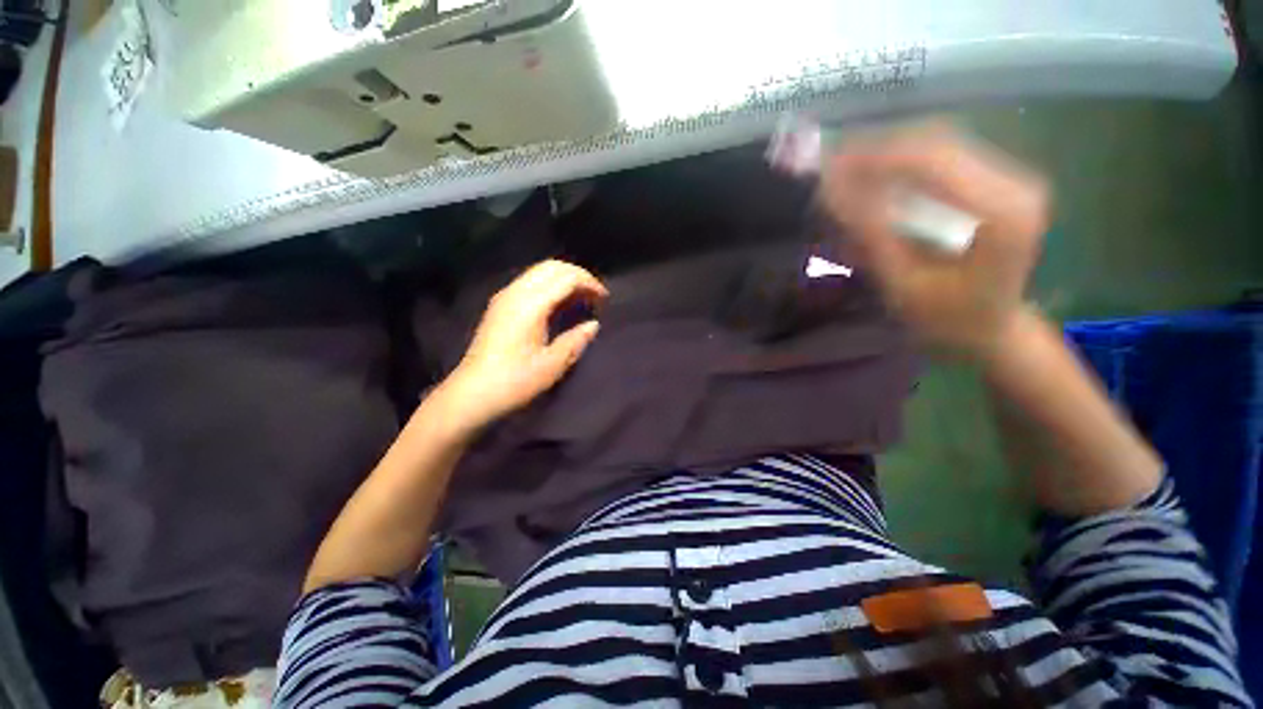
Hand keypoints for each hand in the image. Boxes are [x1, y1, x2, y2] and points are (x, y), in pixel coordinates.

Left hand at [435, 260, 607, 434]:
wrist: (473, 393)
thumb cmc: (515, 381)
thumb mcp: (552, 364)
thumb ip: (575, 340)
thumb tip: (593, 325)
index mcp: (531, 305)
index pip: (566, 278)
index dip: (589, 283)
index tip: (605, 299)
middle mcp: (516, 292)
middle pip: (552, 267)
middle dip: (578, 275)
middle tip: (595, 294)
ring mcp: (505, 297)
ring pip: (539, 271)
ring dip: (563, 278)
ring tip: (580, 298)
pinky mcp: (499, 305)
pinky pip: (530, 281)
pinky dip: (550, 284)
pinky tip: (558, 304)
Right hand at [820, 125, 1048, 356]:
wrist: (991, 330)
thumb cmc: (946, 320)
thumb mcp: (902, 284)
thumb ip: (871, 235)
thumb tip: (832, 193)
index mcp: (1001, 213)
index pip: (933, 160)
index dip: (877, 156)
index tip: (830, 165)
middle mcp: (1015, 185)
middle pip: (938, 144)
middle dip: (879, 152)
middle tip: (832, 169)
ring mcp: (1011, 180)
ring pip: (940, 146)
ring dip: (890, 157)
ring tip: (847, 174)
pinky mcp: (998, 184)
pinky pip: (945, 160)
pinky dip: (904, 167)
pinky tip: (877, 181)